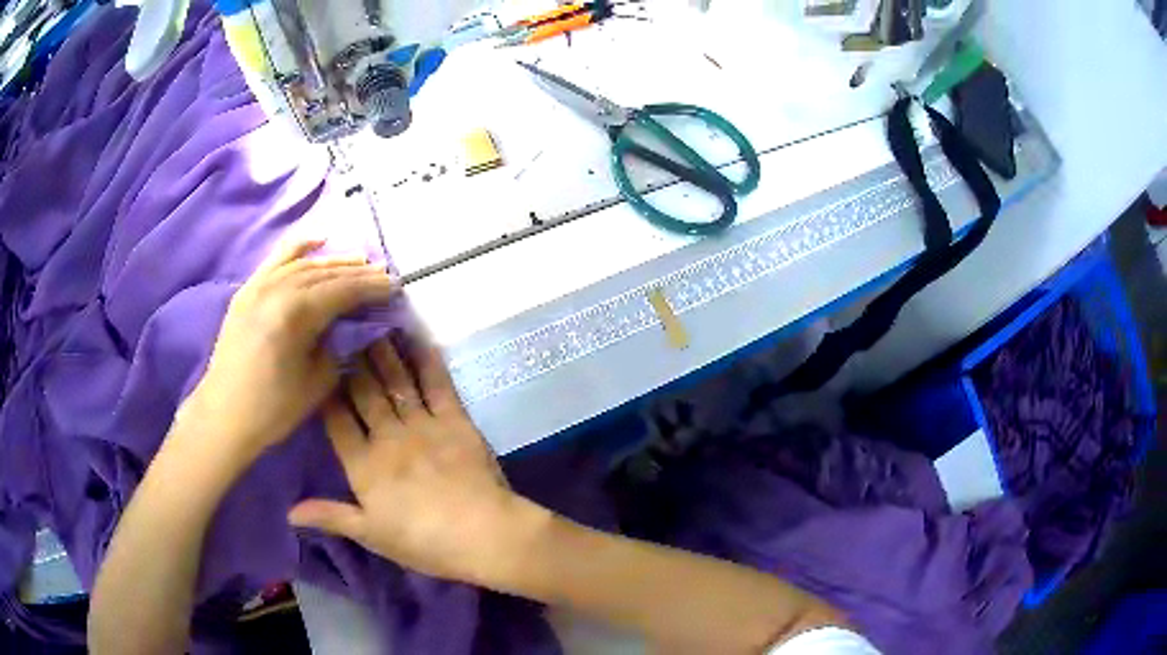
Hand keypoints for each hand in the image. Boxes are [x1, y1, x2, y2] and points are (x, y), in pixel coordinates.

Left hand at [187, 238, 395, 463]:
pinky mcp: (247, 290)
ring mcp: (259, 286)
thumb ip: (339, 347)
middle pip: (325, 273)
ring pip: (303, 264)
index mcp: (296, 314)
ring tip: (359, 262)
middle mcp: (277, 289)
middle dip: (358, 273)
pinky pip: (276, 260)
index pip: (343, 290)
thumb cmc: (273, 408)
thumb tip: (355, 327)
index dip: (371, 287)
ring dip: (334, 261)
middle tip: (383, 274)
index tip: (395, 285)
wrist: (224, 415)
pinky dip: (298, 247)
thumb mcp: (317, 383)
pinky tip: (317, 240)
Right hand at [287, 333, 544, 584]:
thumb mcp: (370, 535)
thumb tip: (288, 512)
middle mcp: (388, 437)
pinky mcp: (455, 421)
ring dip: (383, 352)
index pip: (337, 421)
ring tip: (371, 323)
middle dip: (352, 361)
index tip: (318, 365)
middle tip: (343, 328)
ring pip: (396, 382)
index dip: (326, 393)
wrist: (481, 534)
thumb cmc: (422, 542)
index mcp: (364, 466)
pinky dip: (427, 360)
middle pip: (364, 393)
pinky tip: (418, 337)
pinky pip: (437, 385)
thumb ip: (329, 516)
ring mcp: (422, 425)